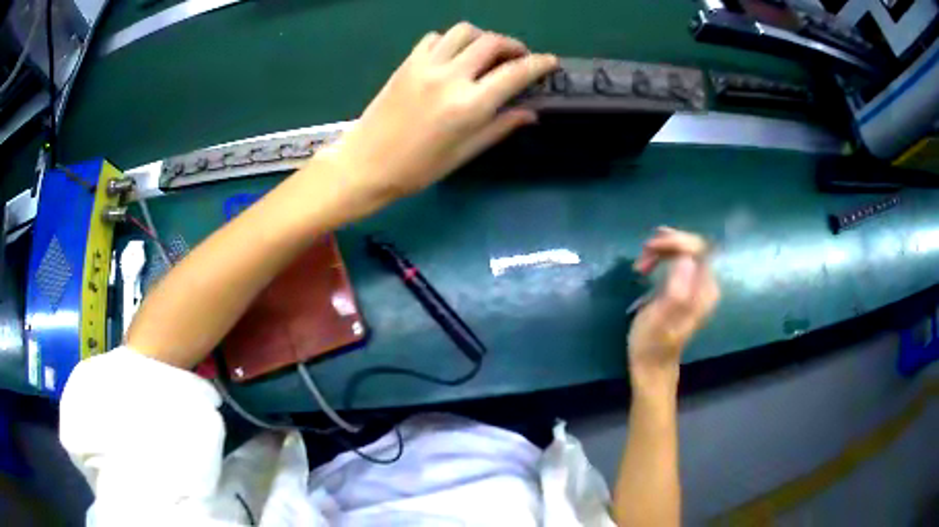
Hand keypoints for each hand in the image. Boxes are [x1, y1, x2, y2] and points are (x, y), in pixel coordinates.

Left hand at [320, 22, 557, 207]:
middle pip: (492, 42)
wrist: (366, 164)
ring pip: (464, 31)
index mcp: (469, 105)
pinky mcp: (407, 63)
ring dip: (482, 37)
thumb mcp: (464, 153)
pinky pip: (435, 38)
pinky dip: (450, 41)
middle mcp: (450, 77)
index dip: (539, 64)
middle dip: (513, 46)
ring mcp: (425, 65)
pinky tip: (452, 57)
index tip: (551, 61)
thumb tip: (530, 112)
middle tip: (518, 58)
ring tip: (486, 53)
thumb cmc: (418, 168)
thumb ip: (499, 127)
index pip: (515, 73)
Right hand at [628, 227, 719, 388]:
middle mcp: (706, 284)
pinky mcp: (687, 286)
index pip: (699, 248)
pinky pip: (681, 259)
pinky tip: (649, 263)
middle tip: (643, 252)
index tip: (649, 247)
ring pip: (686, 250)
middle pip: (693, 246)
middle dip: (668, 243)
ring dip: (664, 249)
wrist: (652, 364)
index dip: (675, 241)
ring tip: (642, 259)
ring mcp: (697, 285)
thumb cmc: (652, 344)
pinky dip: (664, 255)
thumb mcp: (661, 319)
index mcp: (705, 291)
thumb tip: (686, 259)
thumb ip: (677, 290)